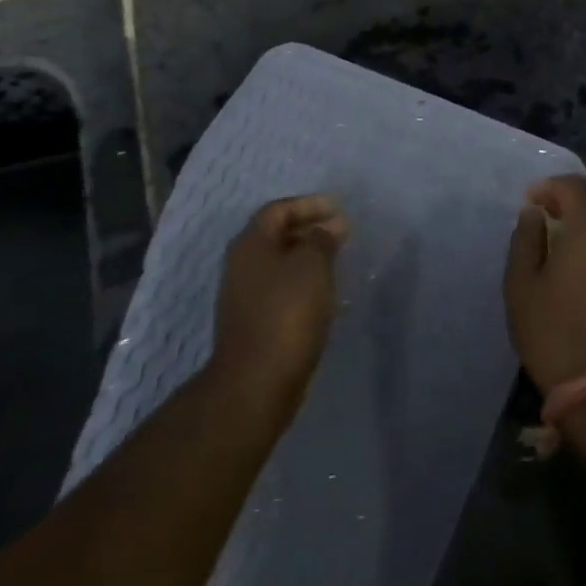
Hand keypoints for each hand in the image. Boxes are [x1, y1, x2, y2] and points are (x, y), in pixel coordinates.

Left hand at [210, 195, 346, 412]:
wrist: (257, 381)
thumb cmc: (286, 313)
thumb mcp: (312, 266)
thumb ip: (321, 239)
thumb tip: (328, 228)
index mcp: (251, 243)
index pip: (279, 209)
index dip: (309, 205)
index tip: (338, 209)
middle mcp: (242, 264)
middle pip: (277, 235)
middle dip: (310, 230)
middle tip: (342, 233)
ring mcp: (245, 295)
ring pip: (279, 264)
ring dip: (307, 257)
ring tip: (338, 260)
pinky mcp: (254, 321)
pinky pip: (281, 289)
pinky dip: (303, 283)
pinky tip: (324, 293)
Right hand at [504, 175, 585, 393]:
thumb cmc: (553, 333)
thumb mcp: (522, 286)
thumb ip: (526, 241)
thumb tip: (533, 214)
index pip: (576, 186)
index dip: (550, 185)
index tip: (530, 201)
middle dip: (576, 193)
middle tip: (550, 210)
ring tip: (564, 233)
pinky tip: (582, 258)